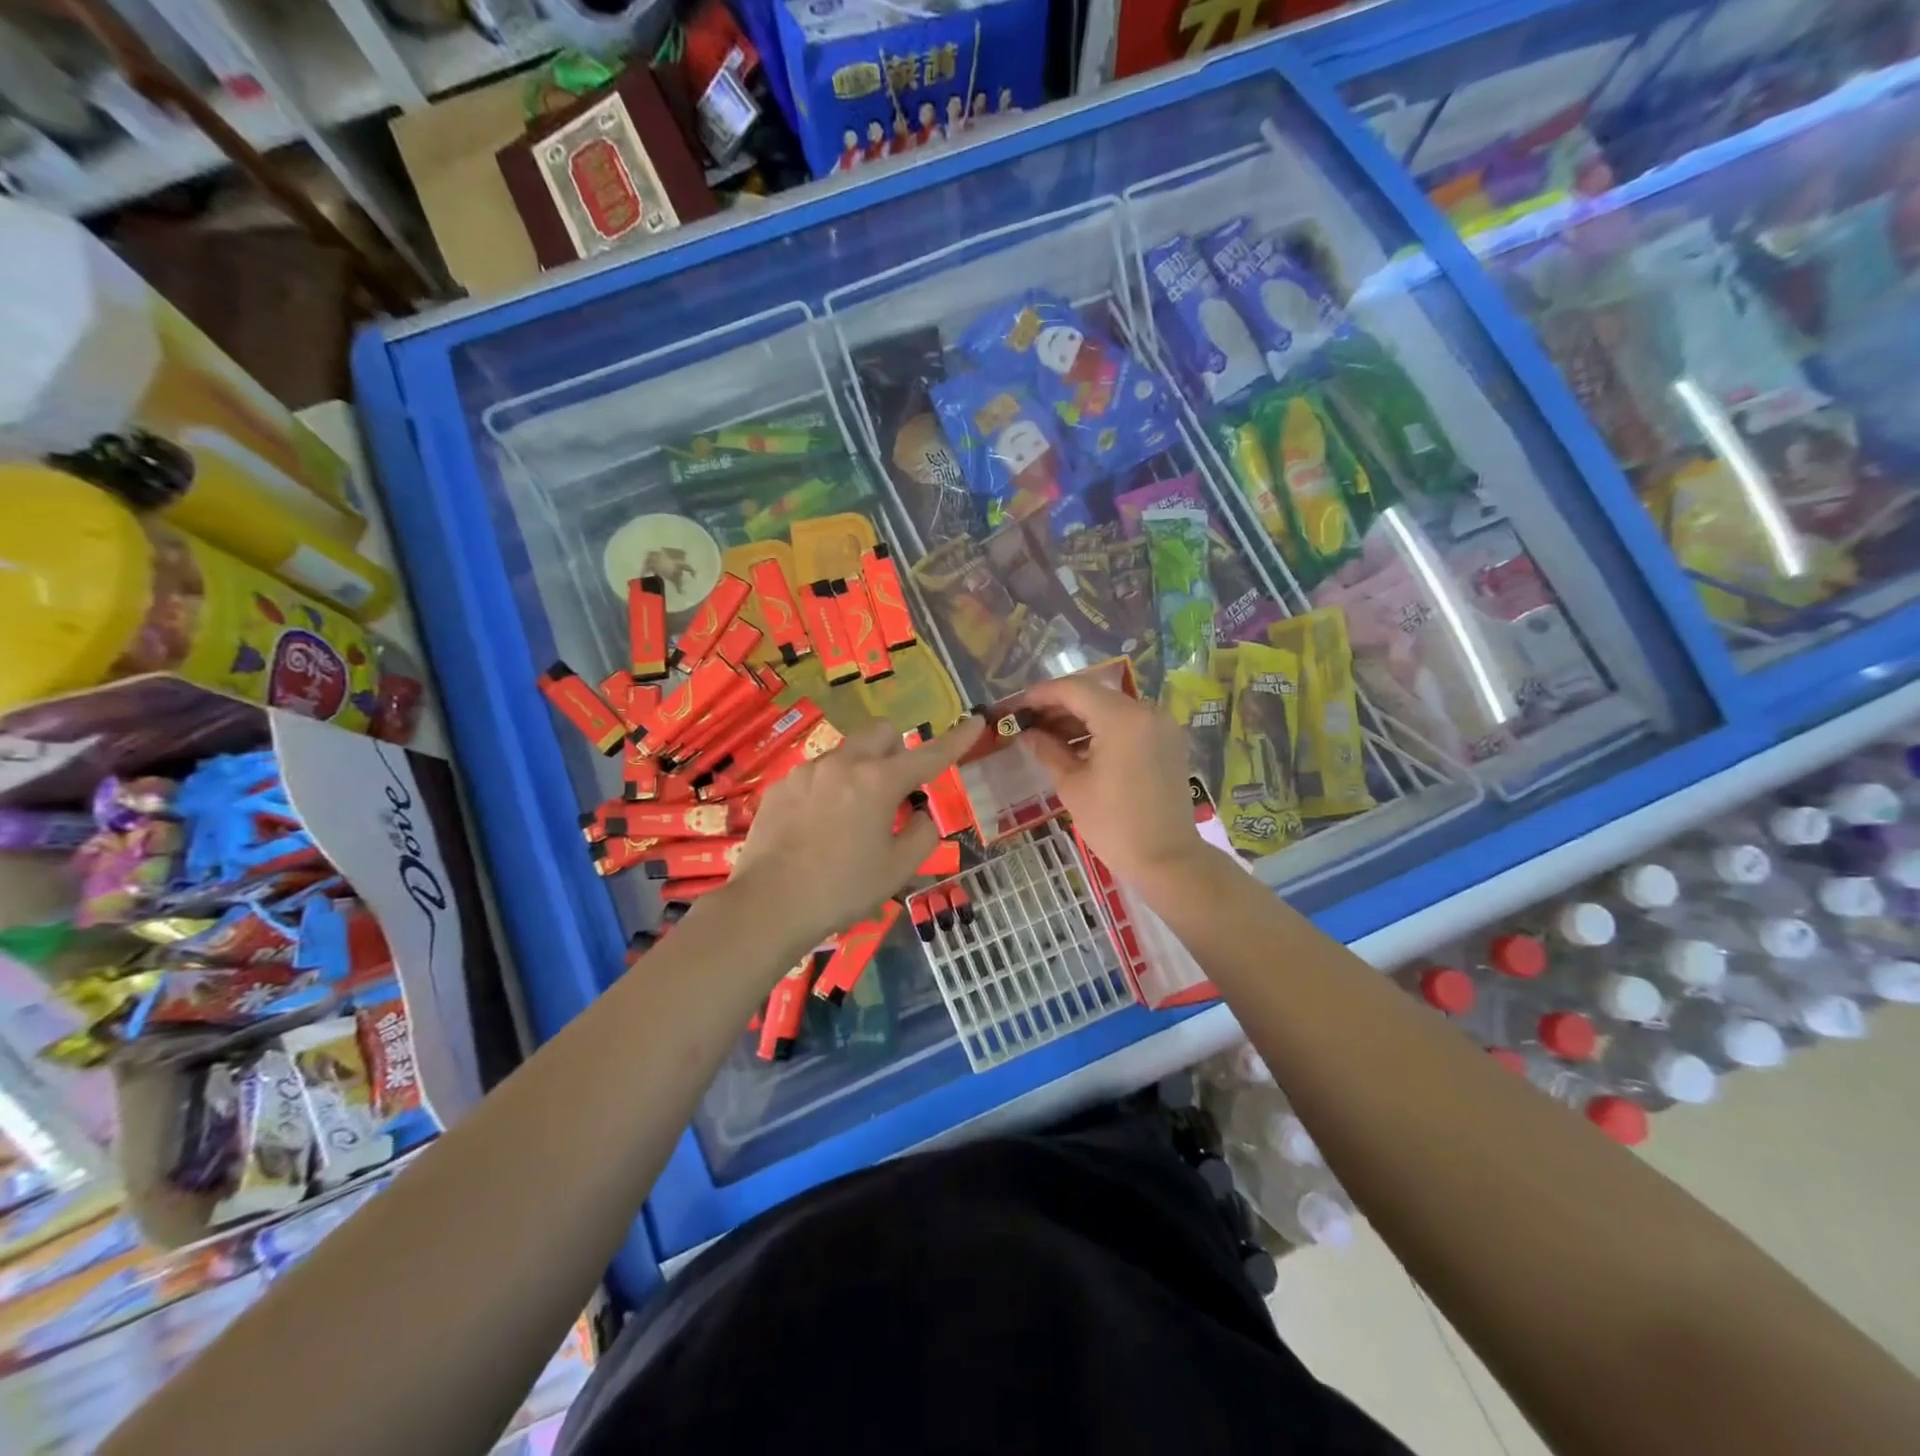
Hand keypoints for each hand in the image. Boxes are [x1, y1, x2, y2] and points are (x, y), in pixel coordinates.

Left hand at [726, 715, 984, 956]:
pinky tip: (816, 827)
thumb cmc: (842, 889)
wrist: (769, 905)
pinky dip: (828, 788)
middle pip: (880, 733)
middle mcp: (843, 764)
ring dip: (859, 771)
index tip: (976, 720)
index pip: (929, 754)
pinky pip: (815, 774)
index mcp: (879, 782)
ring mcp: (807, 772)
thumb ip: (922, 834)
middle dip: (896, 750)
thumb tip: (920, 815)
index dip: (957, 739)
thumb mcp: (897, 869)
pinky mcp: (781, 786)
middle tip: (894, 789)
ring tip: (850, 817)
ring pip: (846, 753)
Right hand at [1021, 675, 1210, 891]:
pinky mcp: (1168, 742)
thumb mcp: (1072, 786)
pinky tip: (1077, 746)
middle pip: (1094, 695)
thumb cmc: (1113, 825)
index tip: (1016, 706)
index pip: (1074, 689)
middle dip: (1059, 706)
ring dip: (1080, 718)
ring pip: (1112, 708)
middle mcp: (1146, 712)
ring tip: (1047, 736)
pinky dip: (1102, 729)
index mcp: (1122, 719)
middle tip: (1028, 722)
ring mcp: (1161, 726)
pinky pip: (1129, 724)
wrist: (1167, 860)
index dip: (1041, 694)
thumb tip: (1028, 733)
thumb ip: (1048, 750)